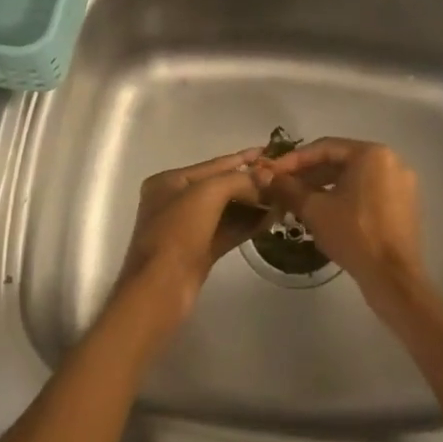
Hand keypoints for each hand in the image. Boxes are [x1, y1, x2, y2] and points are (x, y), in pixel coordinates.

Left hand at [118, 147, 270, 329]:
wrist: (160, 289)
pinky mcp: (199, 251)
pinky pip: (227, 230)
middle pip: (220, 186)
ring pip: (226, 210)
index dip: (243, 158)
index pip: (213, 164)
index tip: (270, 151)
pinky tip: (270, 219)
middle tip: (282, 179)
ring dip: (252, 204)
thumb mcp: (207, 194)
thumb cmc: (178, 233)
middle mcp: (176, 201)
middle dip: (250, 183)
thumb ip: (239, 180)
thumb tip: (267, 175)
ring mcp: (187, 228)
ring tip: (282, 198)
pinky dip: (247, 224)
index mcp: (169, 181)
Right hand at [254, 139, 425, 305]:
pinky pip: (368, 192)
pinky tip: (325, 213)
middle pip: (341, 161)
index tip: (272, 172)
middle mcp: (391, 161)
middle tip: (282, 188)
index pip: (325, 148)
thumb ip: (288, 188)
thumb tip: (263, 175)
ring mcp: (401, 184)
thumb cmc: (353, 234)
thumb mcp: (315, 209)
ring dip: (325, 187)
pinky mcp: (405, 205)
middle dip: (309, 175)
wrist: (393, 277)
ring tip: (298, 202)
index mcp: (372, 154)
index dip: (294, 160)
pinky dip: (345, 198)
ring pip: (354, 178)